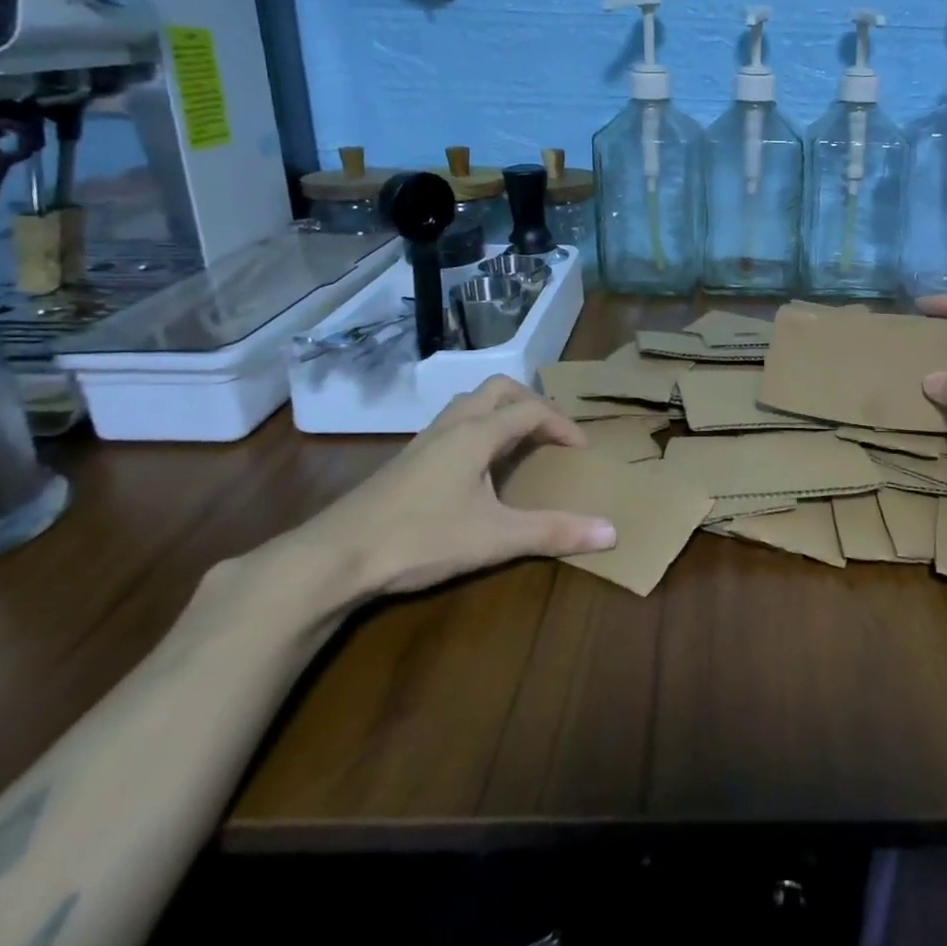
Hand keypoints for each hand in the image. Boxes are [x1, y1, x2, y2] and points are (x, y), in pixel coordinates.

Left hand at [299, 377, 615, 598]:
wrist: (334, 557)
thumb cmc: (420, 539)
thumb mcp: (495, 539)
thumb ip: (554, 533)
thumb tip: (612, 533)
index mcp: (476, 434)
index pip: (530, 410)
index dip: (561, 424)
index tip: (582, 449)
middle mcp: (451, 425)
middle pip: (497, 388)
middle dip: (531, 402)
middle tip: (551, 431)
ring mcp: (423, 441)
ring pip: (469, 403)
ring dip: (500, 410)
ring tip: (518, 441)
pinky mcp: (405, 460)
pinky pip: (452, 424)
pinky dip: (477, 427)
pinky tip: (475, 466)